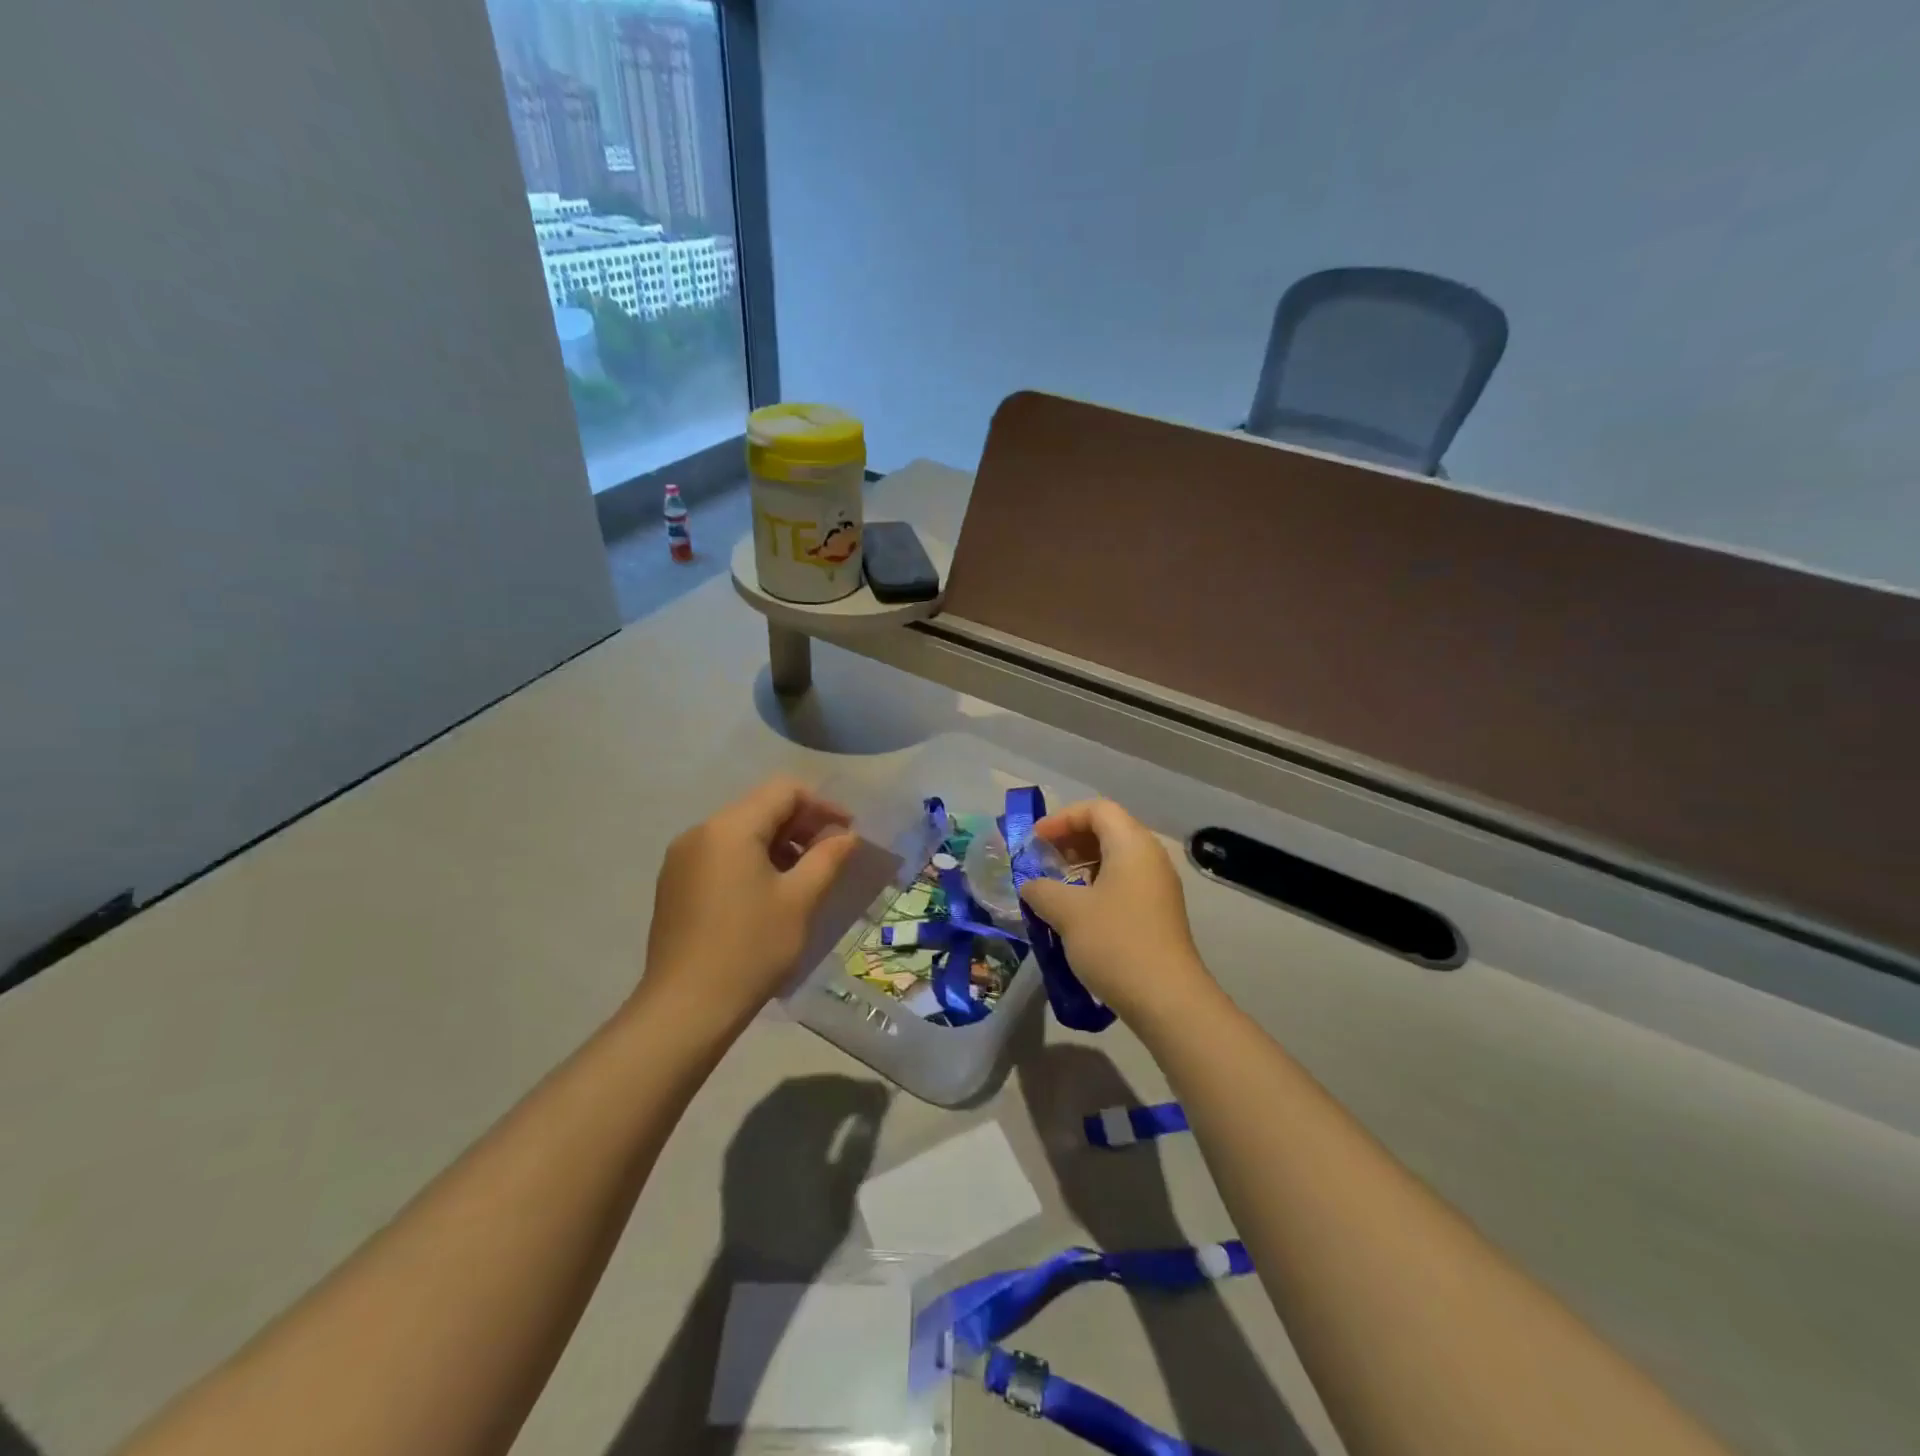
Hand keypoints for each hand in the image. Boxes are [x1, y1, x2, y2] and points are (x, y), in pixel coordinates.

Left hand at [641, 777, 859, 1031]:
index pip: (784, 791)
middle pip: (760, 808)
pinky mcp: (675, 885)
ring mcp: (681, 859)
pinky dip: (752, 861)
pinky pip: (722, 855)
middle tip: (832, 856)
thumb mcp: (800, 900)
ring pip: (741, 832)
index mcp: (730, 827)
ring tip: (805, 877)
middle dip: (801, 825)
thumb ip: (828, 858)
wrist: (685, 1009)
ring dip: (778, 844)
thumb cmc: (751, 948)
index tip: (848, 834)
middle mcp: (700, 832)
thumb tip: (846, 835)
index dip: (822, 806)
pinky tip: (770, 894)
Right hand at [1018, 799, 1214, 1022]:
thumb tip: (1031, 886)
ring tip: (1055, 885)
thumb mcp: (1067, 912)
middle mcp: (1150, 858)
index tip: (1035, 840)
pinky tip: (1077, 911)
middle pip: (1109, 830)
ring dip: (1082, 864)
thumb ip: (1041, 890)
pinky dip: (1097, 885)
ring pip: (1116, 858)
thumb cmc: (1115, 942)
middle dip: (1071, 840)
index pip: (1097, 810)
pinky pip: (1124, 882)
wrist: (1167, 999)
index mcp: (1133, 845)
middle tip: (1042, 859)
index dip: (1062, 819)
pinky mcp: (1159, 913)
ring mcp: (1158, 887)